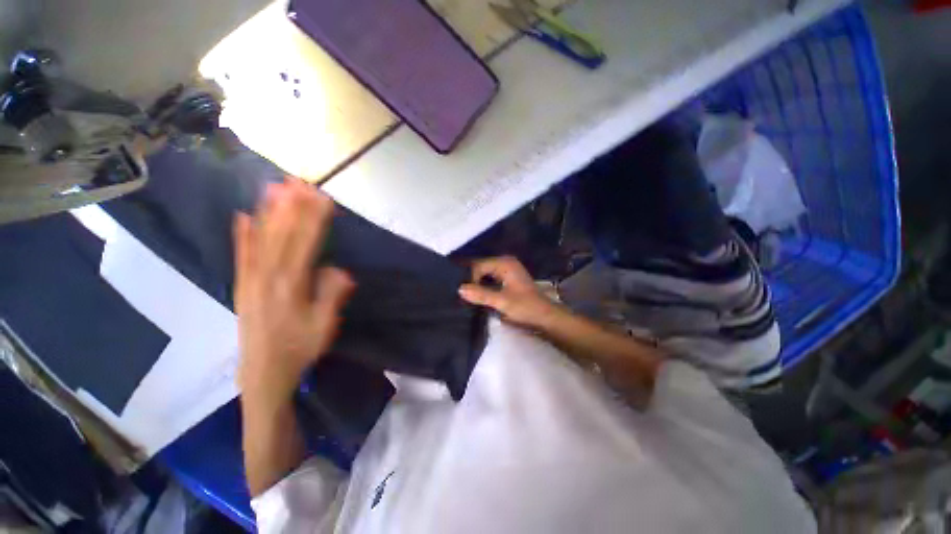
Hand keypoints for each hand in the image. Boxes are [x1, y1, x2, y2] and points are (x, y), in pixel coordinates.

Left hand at [233, 179, 355, 409]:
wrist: (264, 372)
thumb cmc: (300, 348)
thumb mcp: (324, 326)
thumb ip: (331, 295)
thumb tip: (338, 269)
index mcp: (291, 285)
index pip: (305, 243)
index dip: (314, 219)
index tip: (322, 197)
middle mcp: (267, 276)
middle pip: (282, 234)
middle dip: (292, 206)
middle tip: (299, 181)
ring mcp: (250, 279)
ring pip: (261, 238)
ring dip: (269, 211)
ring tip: (275, 187)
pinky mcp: (242, 284)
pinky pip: (241, 254)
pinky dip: (242, 234)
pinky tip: (242, 216)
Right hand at [458, 256, 564, 329]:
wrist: (546, 318)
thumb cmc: (526, 307)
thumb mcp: (502, 301)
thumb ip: (481, 294)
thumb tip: (459, 289)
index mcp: (504, 263)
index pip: (478, 266)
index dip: (470, 279)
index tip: (463, 294)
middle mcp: (505, 263)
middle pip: (480, 269)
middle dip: (471, 280)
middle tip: (460, 294)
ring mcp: (507, 271)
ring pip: (484, 275)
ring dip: (476, 285)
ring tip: (466, 296)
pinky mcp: (507, 281)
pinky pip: (490, 280)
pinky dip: (483, 287)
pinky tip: (476, 297)